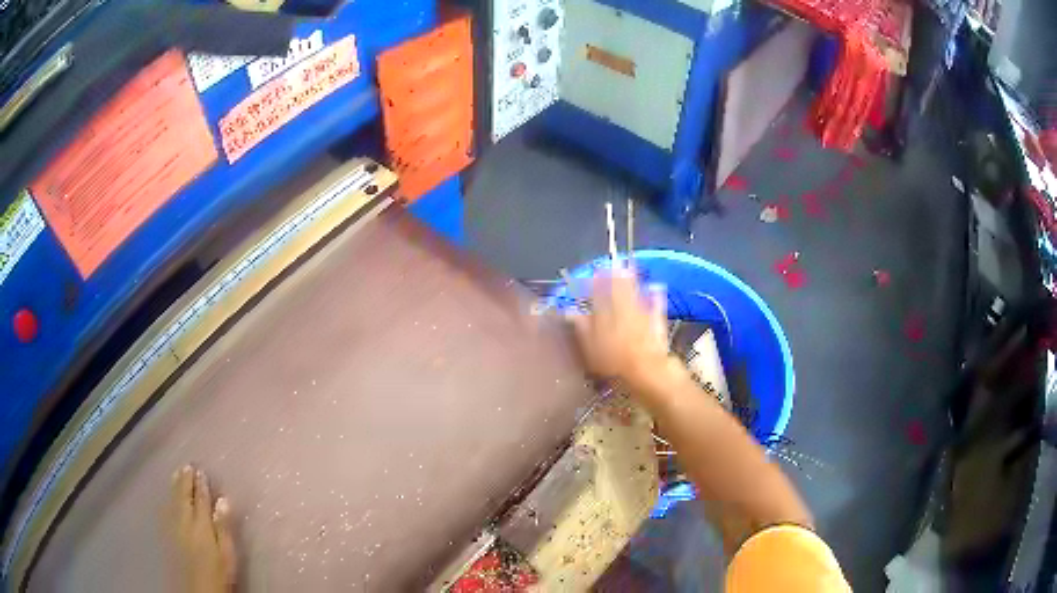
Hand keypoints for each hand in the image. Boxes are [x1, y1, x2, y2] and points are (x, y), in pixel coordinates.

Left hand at [172, 466, 236, 592]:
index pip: (201, 499)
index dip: (201, 485)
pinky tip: (168, 497)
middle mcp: (184, 521)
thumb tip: (223, 500)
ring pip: (173, 501)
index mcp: (201, 524)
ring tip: (177, 473)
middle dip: (186, 481)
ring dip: (175, 486)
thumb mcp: (226, 553)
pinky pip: (166, 510)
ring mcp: (173, 527)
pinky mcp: (167, 535)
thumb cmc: (218, 573)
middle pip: (184, 496)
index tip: (201, 471)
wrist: (196, 590)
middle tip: (187, 465)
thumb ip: (223, 527)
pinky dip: (168, 499)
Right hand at [570, 268, 671, 390]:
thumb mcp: (590, 347)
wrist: (646, 369)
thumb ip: (581, 327)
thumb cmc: (613, 362)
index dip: (596, 281)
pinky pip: (656, 305)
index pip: (598, 293)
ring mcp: (642, 313)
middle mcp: (623, 308)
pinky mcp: (657, 322)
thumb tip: (570, 311)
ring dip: (632, 279)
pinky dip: (656, 296)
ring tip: (630, 267)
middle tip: (614, 261)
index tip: (594, 271)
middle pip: (619, 288)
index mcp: (605, 313)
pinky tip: (657, 287)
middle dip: (616, 274)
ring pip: (636, 292)